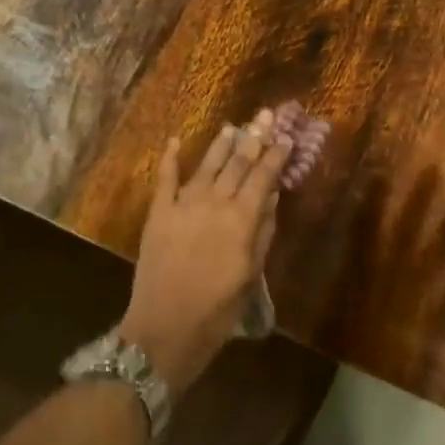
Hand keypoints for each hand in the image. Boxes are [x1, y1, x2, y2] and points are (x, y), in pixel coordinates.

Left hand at [121, 110, 293, 393]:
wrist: (165, 328)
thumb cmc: (217, 311)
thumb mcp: (250, 275)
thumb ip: (262, 233)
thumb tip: (271, 196)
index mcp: (241, 220)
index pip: (262, 178)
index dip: (275, 156)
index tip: (285, 137)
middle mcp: (214, 203)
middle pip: (237, 163)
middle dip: (253, 138)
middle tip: (265, 116)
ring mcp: (183, 204)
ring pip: (206, 165)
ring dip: (220, 144)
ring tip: (232, 125)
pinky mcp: (158, 212)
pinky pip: (165, 178)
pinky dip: (171, 158)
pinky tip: (176, 141)